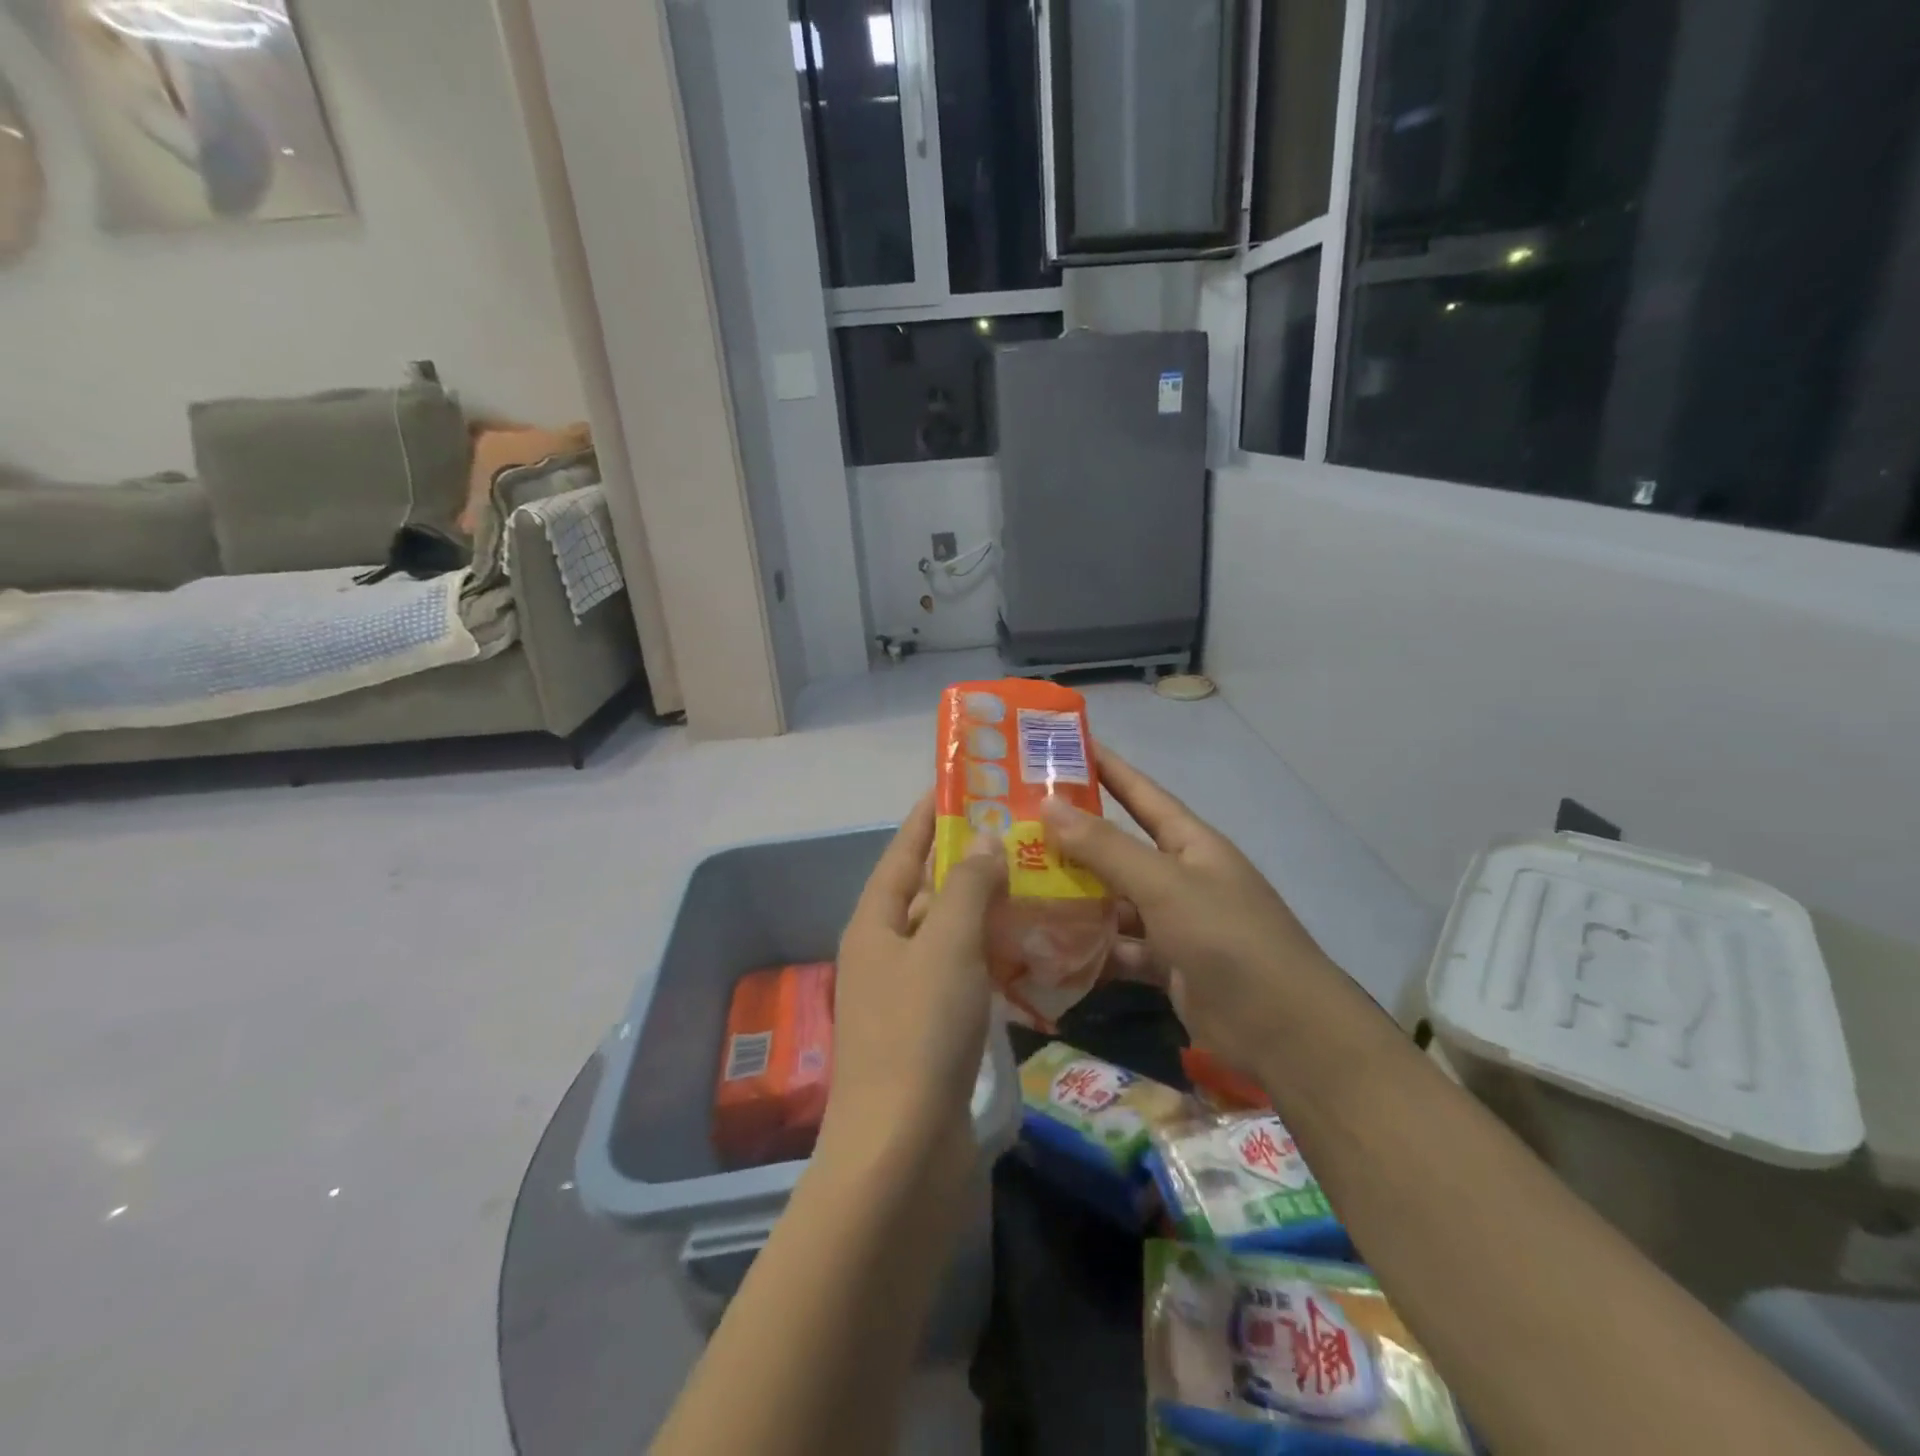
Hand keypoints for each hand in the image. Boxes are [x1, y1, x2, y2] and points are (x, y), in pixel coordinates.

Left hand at [825, 794, 1006, 1159]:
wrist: (903, 1153)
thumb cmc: (919, 1032)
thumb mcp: (946, 945)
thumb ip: (966, 886)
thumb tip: (984, 841)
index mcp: (874, 924)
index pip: (902, 852)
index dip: (927, 817)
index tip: (960, 785)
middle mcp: (884, 953)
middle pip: (927, 892)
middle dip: (967, 862)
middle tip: (1018, 834)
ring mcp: (906, 996)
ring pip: (950, 935)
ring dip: (985, 910)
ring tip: (1034, 880)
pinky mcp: (932, 1033)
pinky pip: (963, 976)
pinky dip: (991, 957)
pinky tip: (1029, 949)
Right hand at [1038, 747, 1340, 1077]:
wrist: (1282, 1029)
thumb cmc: (1226, 937)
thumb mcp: (1163, 884)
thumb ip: (1104, 847)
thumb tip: (1049, 803)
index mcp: (1189, 843)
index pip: (1140, 793)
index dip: (1105, 768)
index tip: (1062, 748)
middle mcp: (1180, 876)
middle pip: (1118, 848)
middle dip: (1073, 837)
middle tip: (1016, 824)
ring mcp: (1173, 922)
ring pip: (1113, 900)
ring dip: (1074, 895)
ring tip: (1018, 884)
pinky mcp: (1165, 964)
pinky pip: (1119, 946)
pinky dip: (1090, 947)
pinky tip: (1048, 945)